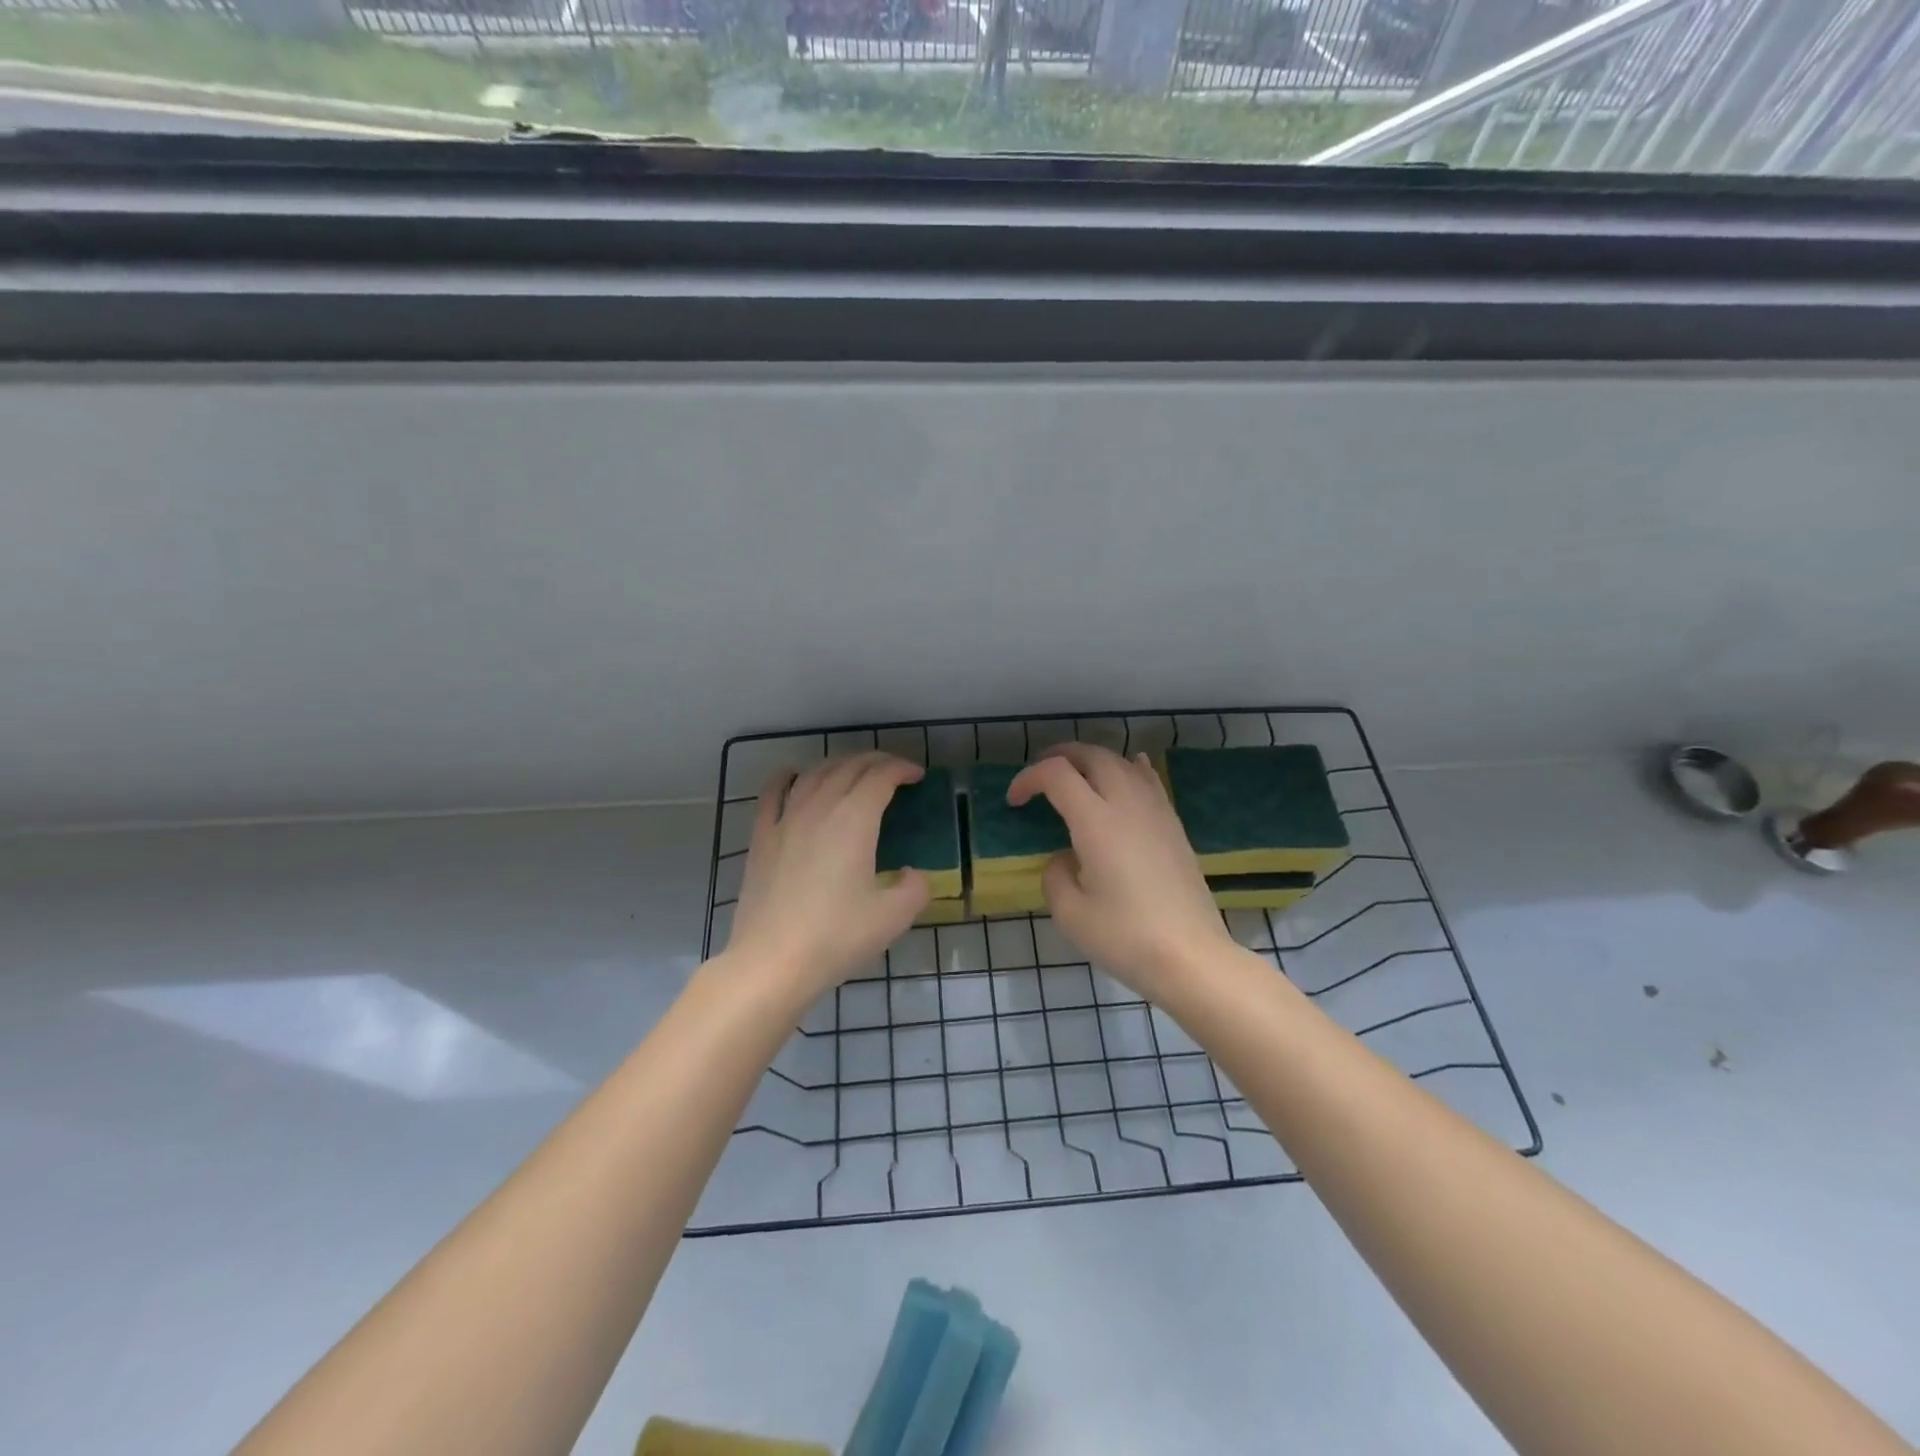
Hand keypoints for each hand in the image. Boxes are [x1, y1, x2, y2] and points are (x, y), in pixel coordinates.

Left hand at [723, 753, 931, 995]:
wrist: (772, 961)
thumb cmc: (836, 937)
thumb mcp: (893, 917)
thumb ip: (915, 888)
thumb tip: (913, 875)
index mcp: (855, 819)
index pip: (881, 777)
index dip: (902, 769)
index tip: (917, 776)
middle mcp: (820, 807)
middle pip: (849, 767)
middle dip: (876, 762)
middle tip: (893, 772)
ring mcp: (786, 820)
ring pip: (815, 774)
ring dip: (840, 765)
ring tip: (854, 772)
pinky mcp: (762, 838)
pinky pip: (774, 793)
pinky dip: (788, 777)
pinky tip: (794, 775)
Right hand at [1008, 744, 1234, 998]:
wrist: (1191, 957)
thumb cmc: (1125, 937)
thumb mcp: (1070, 914)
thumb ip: (1056, 876)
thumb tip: (1066, 858)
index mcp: (1096, 821)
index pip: (1057, 774)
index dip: (1028, 778)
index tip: (1015, 801)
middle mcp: (1127, 804)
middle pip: (1092, 755)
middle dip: (1060, 756)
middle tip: (1039, 775)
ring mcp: (1156, 812)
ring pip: (1122, 762)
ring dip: (1093, 761)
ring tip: (1076, 776)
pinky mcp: (1174, 826)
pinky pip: (1149, 780)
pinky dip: (1129, 769)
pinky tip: (1128, 772)